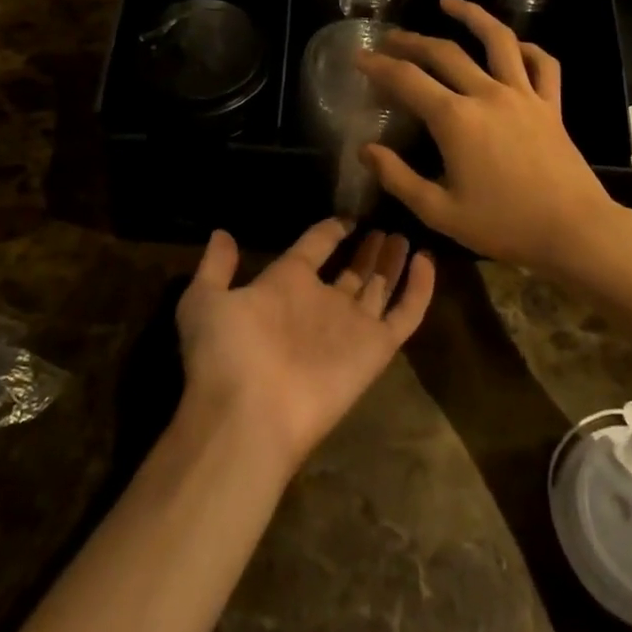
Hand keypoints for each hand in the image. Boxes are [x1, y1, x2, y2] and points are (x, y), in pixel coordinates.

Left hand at [175, 220, 434, 473]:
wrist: (249, 413)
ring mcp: (351, 326)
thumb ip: (215, 267)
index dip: (330, 231)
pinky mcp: (376, 348)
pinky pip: (405, 313)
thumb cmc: (226, 352)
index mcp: (285, 285)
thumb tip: (221, 234)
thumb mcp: (204, 300)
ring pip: (379, 287)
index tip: (347, 218)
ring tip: (404, 236)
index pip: (314, 249)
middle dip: (367, 250)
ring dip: (392, 263)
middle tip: (385, 226)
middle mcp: (321, 303)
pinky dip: (420, 288)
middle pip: (352, 270)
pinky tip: (427, 259)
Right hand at [354, 0, 619, 272]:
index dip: (379, 66)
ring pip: (497, 40)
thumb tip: (366, 150)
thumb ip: (398, 178)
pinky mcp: (551, 104)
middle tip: (390, 38)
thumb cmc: (504, 225)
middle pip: (444, 53)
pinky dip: (527, 48)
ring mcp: (523, 95)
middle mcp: (487, 94)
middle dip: (411, 41)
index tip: (359, 57)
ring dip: (471, 15)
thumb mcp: (440, 212)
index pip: (407, 80)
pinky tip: (513, 45)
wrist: (574, 231)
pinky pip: (542, 64)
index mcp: (456, 119)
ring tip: (449, 1)